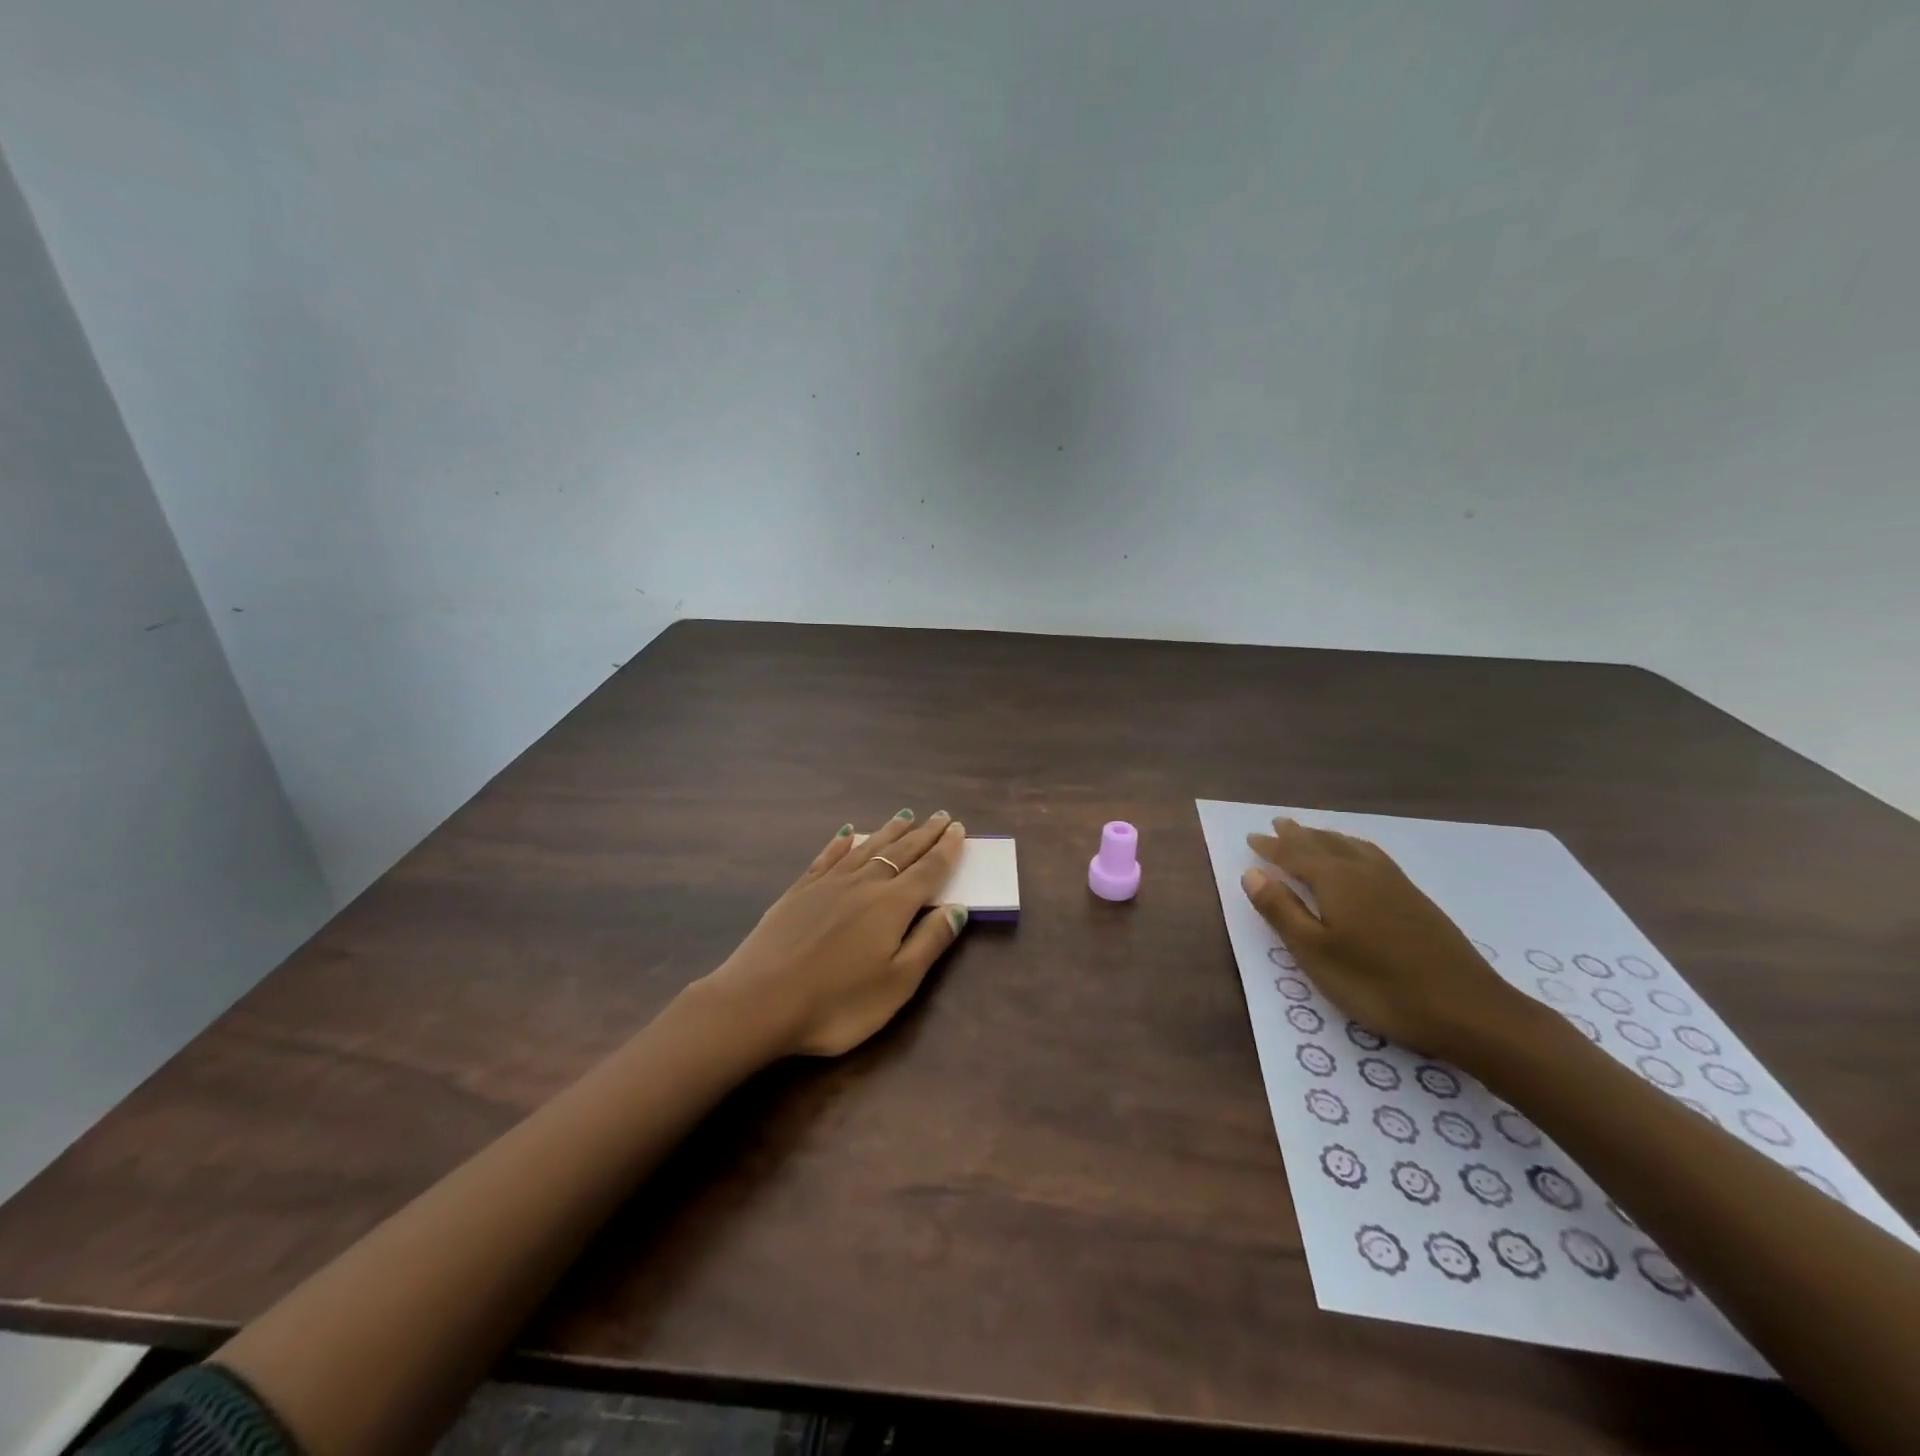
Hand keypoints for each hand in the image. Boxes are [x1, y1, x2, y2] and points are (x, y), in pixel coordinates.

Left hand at [705, 810, 970, 1057]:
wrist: (759, 1002)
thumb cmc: (837, 1003)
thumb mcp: (897, 983)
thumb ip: (930, 942)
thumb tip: (958, 908)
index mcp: (892, 905)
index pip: (928, 870)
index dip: (946, 850)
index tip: (959, 829)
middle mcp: (863, 884)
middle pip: (901, 852)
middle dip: (924, 834)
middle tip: (941, 816)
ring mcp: (828, 884)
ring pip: (867, 848)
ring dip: (889, 831)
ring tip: (905, 816)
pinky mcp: (799, 892)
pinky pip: (827, 857)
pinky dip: (841, 842)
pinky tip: (848, 833)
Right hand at [1241, 818, 1537, 1063]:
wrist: (1468, 1010)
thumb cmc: (1378, 984)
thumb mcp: (1315, 952)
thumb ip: (1281, 910)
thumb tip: (1252, 872)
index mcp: (1336, 881)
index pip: (1295, 854)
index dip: (1271, 846)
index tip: (1251, 837)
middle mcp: (1364, 872)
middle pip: (1324, 844)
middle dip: (1298, 835)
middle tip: (1278, 822)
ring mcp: (1395, 884)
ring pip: (1352, 848)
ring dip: (1327, 838)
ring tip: (1313, 832)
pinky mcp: (1417, 900)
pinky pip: (1374, 857)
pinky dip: (1355, 848)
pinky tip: (1360, 858)